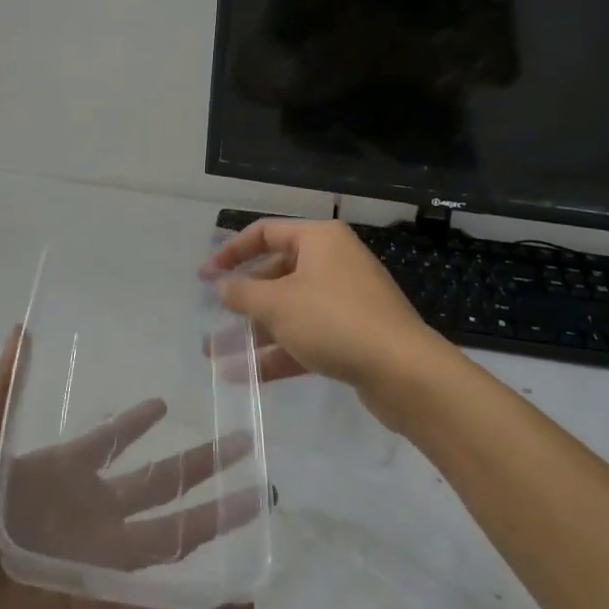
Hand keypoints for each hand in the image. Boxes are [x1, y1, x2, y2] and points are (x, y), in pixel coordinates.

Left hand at [0, 329, 253, 608]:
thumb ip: (2, 393)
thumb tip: (22, 328)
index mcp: (57, 477)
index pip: (109, 442)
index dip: (137, 423)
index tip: (167, 403)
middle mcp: (86, 516)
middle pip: (156, 484)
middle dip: (199, 463)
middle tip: (242, 441)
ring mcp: (98, 564)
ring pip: (171, 536)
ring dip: (215, 521)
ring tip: (260, 500)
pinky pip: (162, 604)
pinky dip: (202, 603)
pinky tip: (242, 597)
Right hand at [201, 218, 451, 424]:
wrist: (404, 372)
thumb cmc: (334, 321)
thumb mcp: (278, 304)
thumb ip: (243, 292)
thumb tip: (221, 286)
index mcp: (319, 239)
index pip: (265, 232)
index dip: (230, 251)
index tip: (204, 276)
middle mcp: (333, 262)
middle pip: (277, 272)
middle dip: (243, 298)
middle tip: (214, 318)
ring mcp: (346, 299)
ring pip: (290, 308)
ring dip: (255, 330)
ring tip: (218, 352)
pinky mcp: (353, 334)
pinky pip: (307, 335)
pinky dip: (279, 351)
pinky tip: (247, 375)